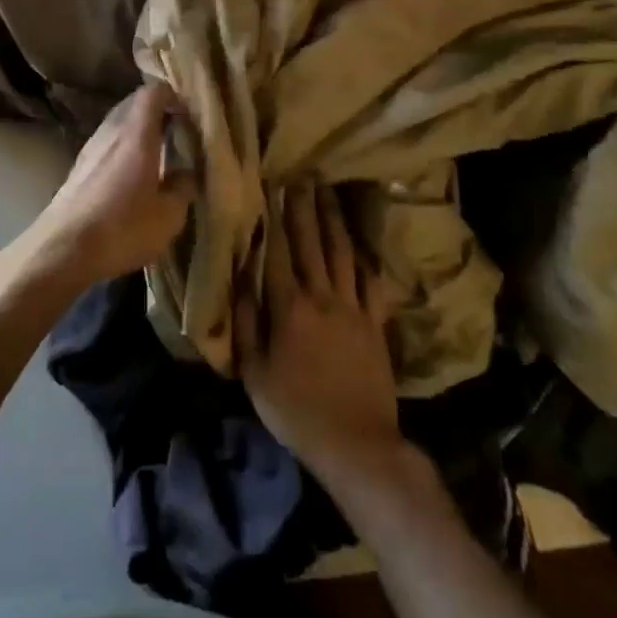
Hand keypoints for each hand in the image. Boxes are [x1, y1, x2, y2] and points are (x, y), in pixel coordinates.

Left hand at [9, 82, 191, 291]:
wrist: (62, 250)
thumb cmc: (122, 228)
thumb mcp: (168, 216)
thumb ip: (183, 187)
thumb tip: (186, 172)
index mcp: (136, 134)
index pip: (153, 92)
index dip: (173, 97)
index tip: (188, 116)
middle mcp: (111, 132)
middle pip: (134, 104)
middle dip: (157, 113)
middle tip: (177, 134)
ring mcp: (90, 148)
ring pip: (118, 124)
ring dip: (138, 132)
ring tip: (157, 157)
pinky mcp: (78, 167)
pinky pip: (106, 144)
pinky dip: (122, 149)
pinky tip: (131, 176)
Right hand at [235, 182, 404, 488]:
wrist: (357, 443)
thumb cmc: (296, 411)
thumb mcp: (255, 373)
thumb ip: (246, 324)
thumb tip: (240, 280)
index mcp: (289, 308)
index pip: (278, 253)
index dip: (273, 218)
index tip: (270, 187)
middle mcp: (322, 297)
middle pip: (311, 243)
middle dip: (304, 207)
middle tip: (302, 175)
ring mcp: (353, 308)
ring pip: (342, 254)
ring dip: (333, 220)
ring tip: (328, 192)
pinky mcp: (376, 323)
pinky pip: (370, 282)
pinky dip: (363, 259)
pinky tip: (359, 242)